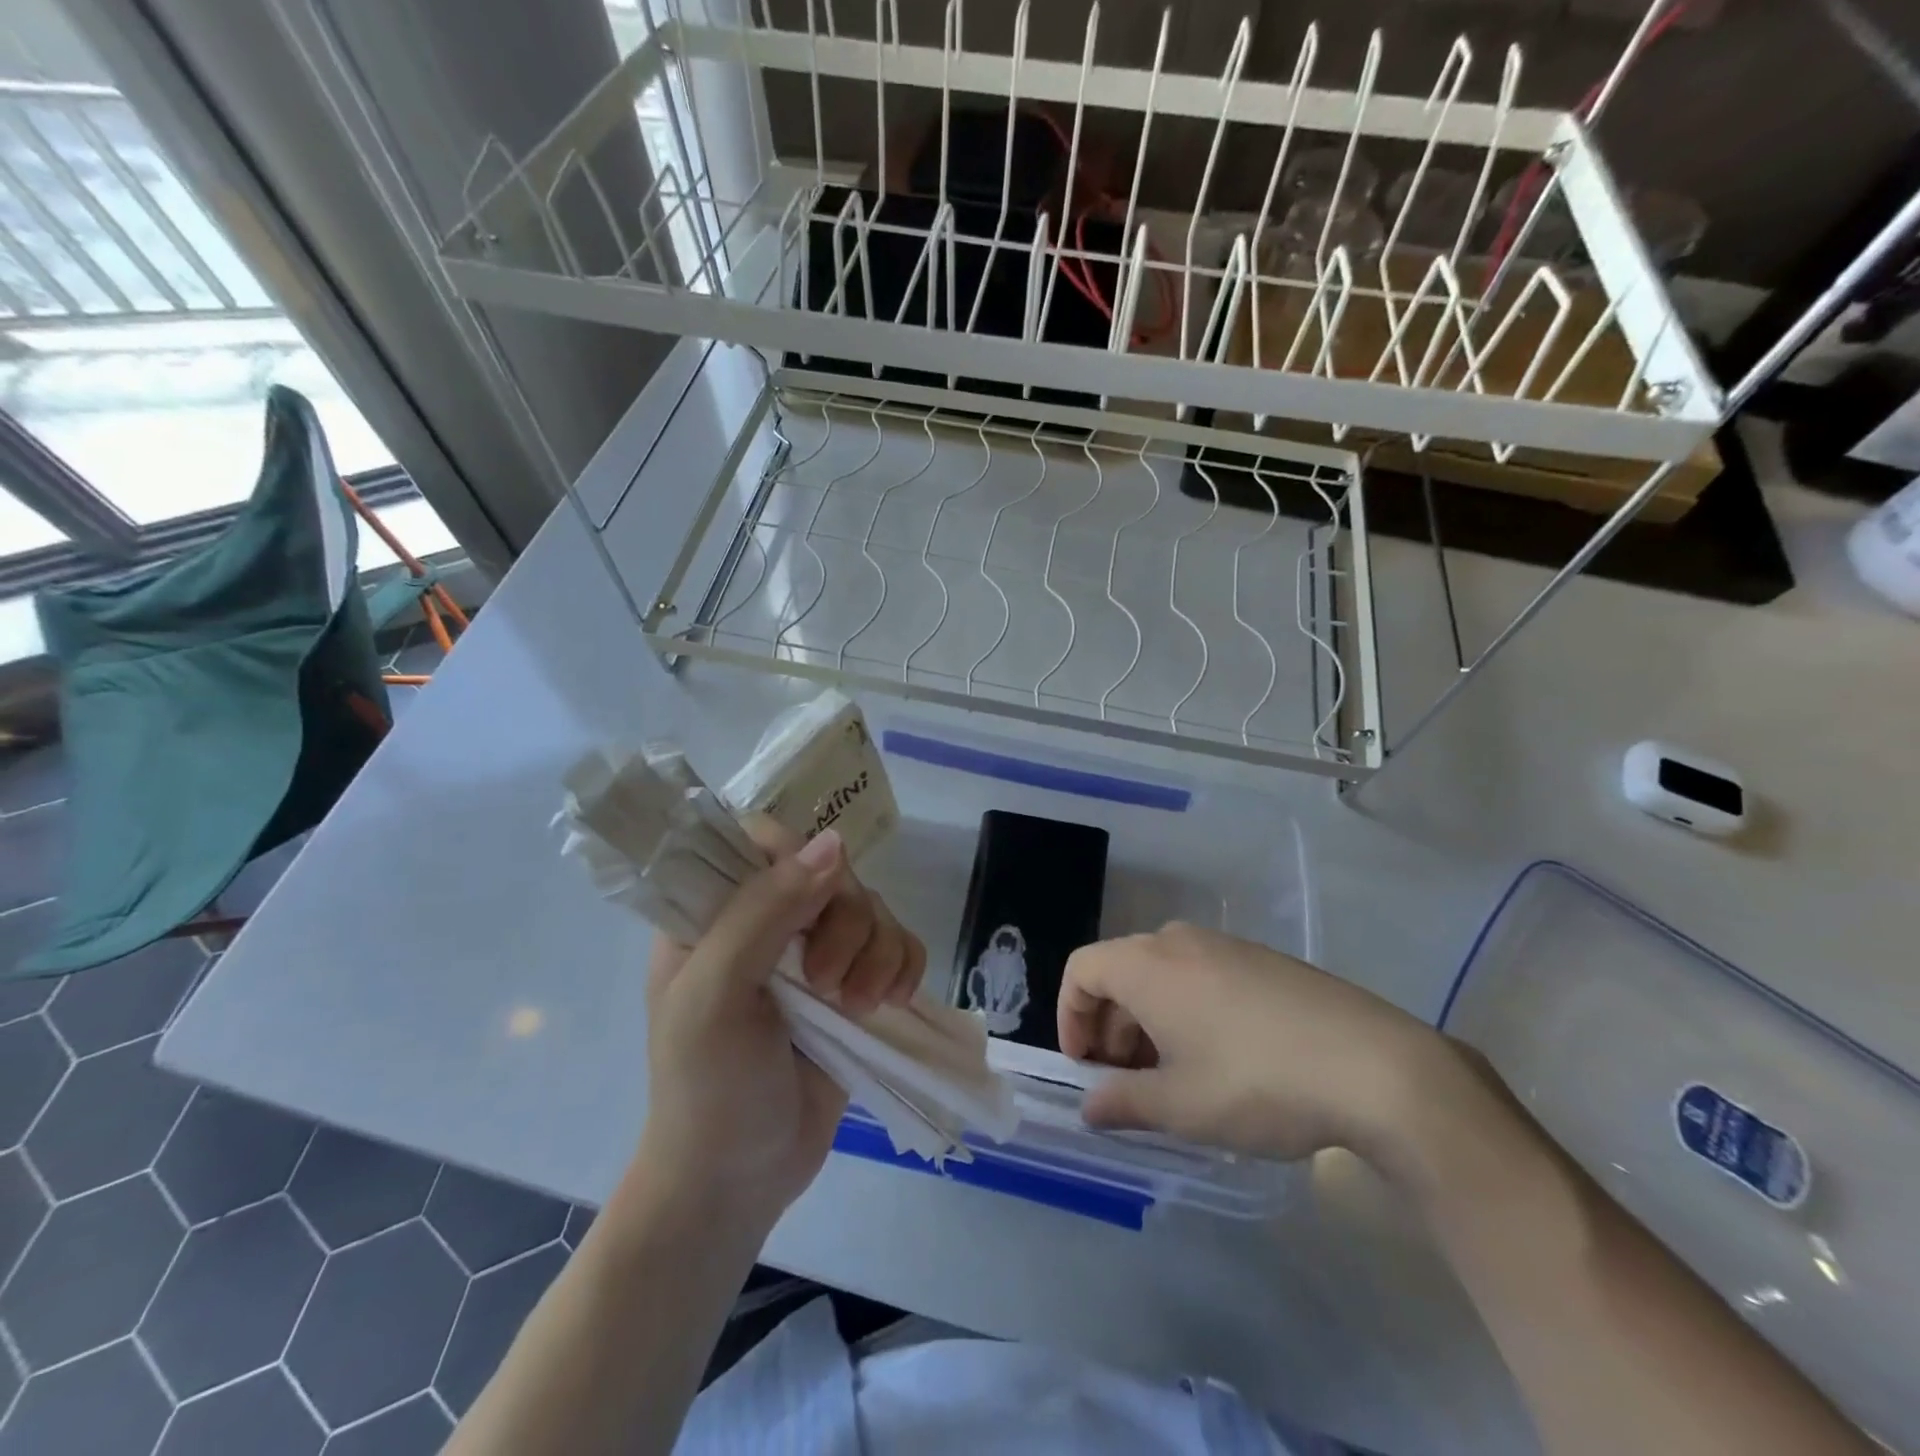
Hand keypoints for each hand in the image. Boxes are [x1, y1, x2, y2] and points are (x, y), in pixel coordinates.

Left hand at [637, 825, 925, 1233]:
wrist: (741, 1181)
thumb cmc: (708, 1089)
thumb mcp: (715, 995)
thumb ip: (764, 912)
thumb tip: (836, 843)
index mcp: (714, 913)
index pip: (761, 841)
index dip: (795, 858)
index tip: (809, 905)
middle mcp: (766, 922)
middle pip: (831, 874)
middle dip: (845, 925)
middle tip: (825, 983)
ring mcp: (813, 954)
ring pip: (872, 909)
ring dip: (877, 953)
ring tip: (858, 1006)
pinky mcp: (854, 986)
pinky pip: (898, 945)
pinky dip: (904, 967)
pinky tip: (890, 1003)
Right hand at [1058, 922, 1455, 1164]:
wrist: (1376, 1066)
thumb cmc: (1257, 1082)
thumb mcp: (1180, 1106)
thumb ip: (1122, 1103)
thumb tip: (1090, 1106)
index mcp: (1148, 965)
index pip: (1081, 971)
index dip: (1070, 1017)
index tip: (1085, 1067)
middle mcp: (1179, 941)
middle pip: (1120, 971)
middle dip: (1110, 1026)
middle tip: (1126, 1082)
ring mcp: (1225, 945)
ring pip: (1162, 974)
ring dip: (1149, 1021)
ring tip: (1173, 1077)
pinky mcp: (1263, 959)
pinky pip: (1201, 975)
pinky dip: (1187, 1009)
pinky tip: (1221, 1059)